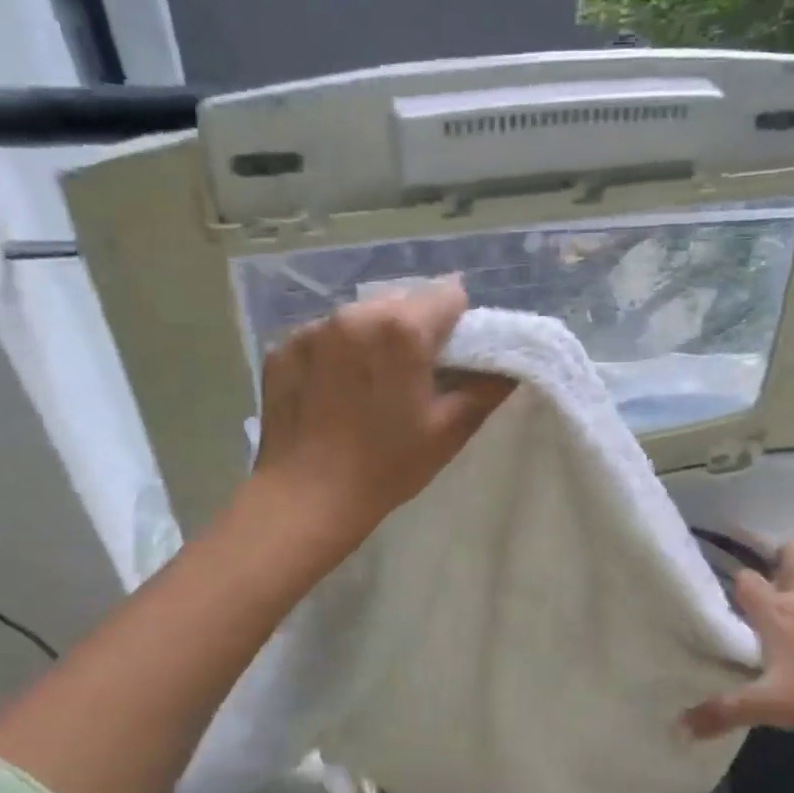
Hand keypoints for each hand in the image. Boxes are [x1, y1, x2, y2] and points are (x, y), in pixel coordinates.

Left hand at [251, 277, 515, 543]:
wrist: (305, 498)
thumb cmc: (387, 465)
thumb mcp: (449, 430)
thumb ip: (486, 387)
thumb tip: (510, 364)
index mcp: (402, 329)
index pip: (448, 294)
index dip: (457, 324)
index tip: (451, 358)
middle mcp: (355, 314)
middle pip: (402, 301)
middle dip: (413, 328)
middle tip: (411, 376)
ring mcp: (313, 329)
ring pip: (361, 316)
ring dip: (374, 337)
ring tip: (369, 385)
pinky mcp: (283, 347)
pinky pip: (324, 336)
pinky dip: (337, 353)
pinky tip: (333, 392)